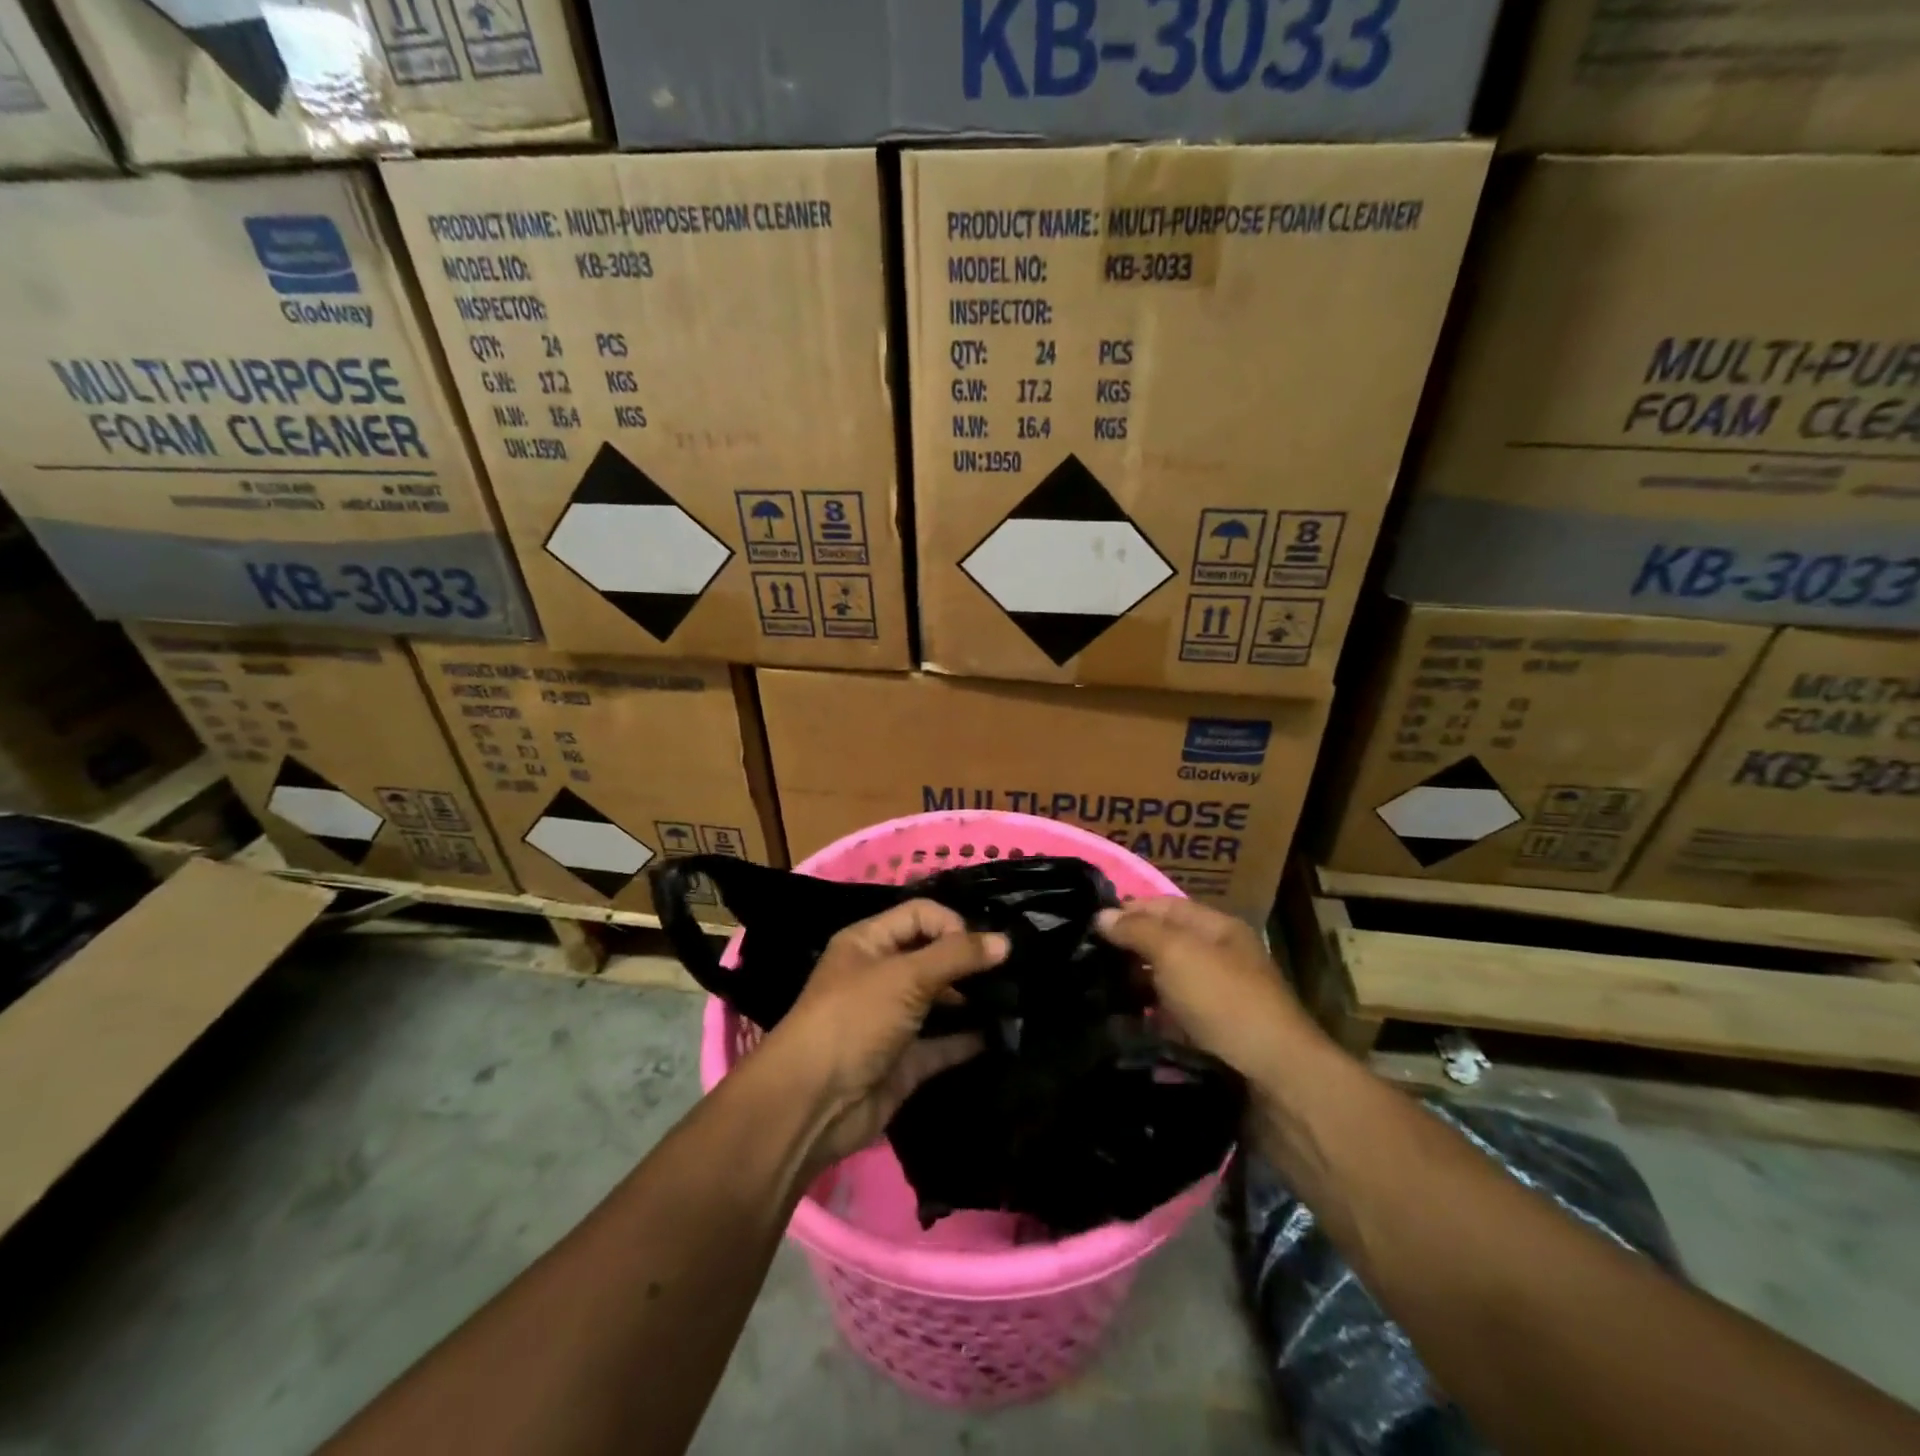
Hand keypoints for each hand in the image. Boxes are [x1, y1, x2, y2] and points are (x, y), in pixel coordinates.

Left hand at [759, 899, 1007, 1172]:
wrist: (813, 1104)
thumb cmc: (854, 1019)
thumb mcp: (905, 976)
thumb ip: (956, 956)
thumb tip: (1005, 941)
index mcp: (868, 942)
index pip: (919, 915)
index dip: (952, 924)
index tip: (983, 948)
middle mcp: (880, 976)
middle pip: (932, 956)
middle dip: (968, 961)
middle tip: (1012, 971)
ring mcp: (893, 1020)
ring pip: (940, 1000)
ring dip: (973, 999)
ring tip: (1015, 999)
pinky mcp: (905, 1061)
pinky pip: (944, 1043)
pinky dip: (969, 1040)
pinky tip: (1002, 1034)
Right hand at [1095, 897, 1320, 1078]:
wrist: (1275, 1081)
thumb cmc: (1225, 1002)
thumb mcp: (1177, 953)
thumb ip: (1138, 931)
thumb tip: (1101, 915)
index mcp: (1219, 929)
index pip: (1165, 906)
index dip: (1129, 910)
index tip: (1088, 924)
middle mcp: (1220, 960)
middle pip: (1165, 945)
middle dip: (1128, 950)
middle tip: (1084, 960)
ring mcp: (1217, 1002)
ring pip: (1165, 985)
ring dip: (1134, 988)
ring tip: (1093, 992)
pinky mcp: (1212, 1040)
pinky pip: (1171, 1020)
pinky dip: (1147, 1021)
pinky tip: (1120, 1025)